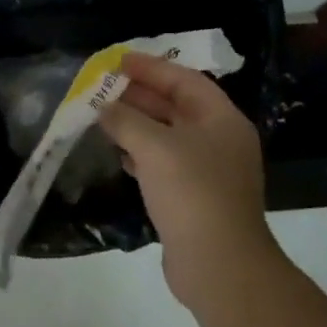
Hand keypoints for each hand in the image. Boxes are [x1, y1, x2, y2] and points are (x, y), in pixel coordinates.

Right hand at [100, 53, 281, 310]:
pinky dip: (142, 154)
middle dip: (141, 95)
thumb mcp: (154, 147)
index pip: (185, 81)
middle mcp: (220, 141)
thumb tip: (104, 108)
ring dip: (138, 125)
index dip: (151, 68)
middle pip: (177, 106)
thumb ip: (126, 120)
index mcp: (222, 120)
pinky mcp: (196, 199)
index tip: (119, 61)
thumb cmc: (192, 193)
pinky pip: (166, 164)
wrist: (220, 266)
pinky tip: (119, 154)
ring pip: (169, 136)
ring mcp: (210, 172)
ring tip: (104, 116)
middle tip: (105, 87)